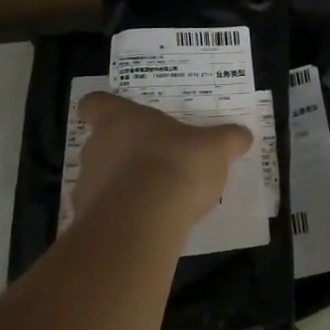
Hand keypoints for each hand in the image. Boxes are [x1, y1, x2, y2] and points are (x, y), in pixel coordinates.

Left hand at [73, 92, 252, 229]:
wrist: (142, 225)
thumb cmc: (175, 166)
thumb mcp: (215, 148)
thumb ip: (228, 139)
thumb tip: (242, 135)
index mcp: (119, 119)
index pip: (95, 104)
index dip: (104, 108)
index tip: (118, 116)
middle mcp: (96, 148)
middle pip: (101, 143)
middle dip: (124, 152)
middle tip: (155, 159)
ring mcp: (86, 187)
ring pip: (101, 179)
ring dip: (123, 185)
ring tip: (156, 197)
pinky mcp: (88, 222)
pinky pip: (106, 213)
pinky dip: (124, 216)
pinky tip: (150, 224)